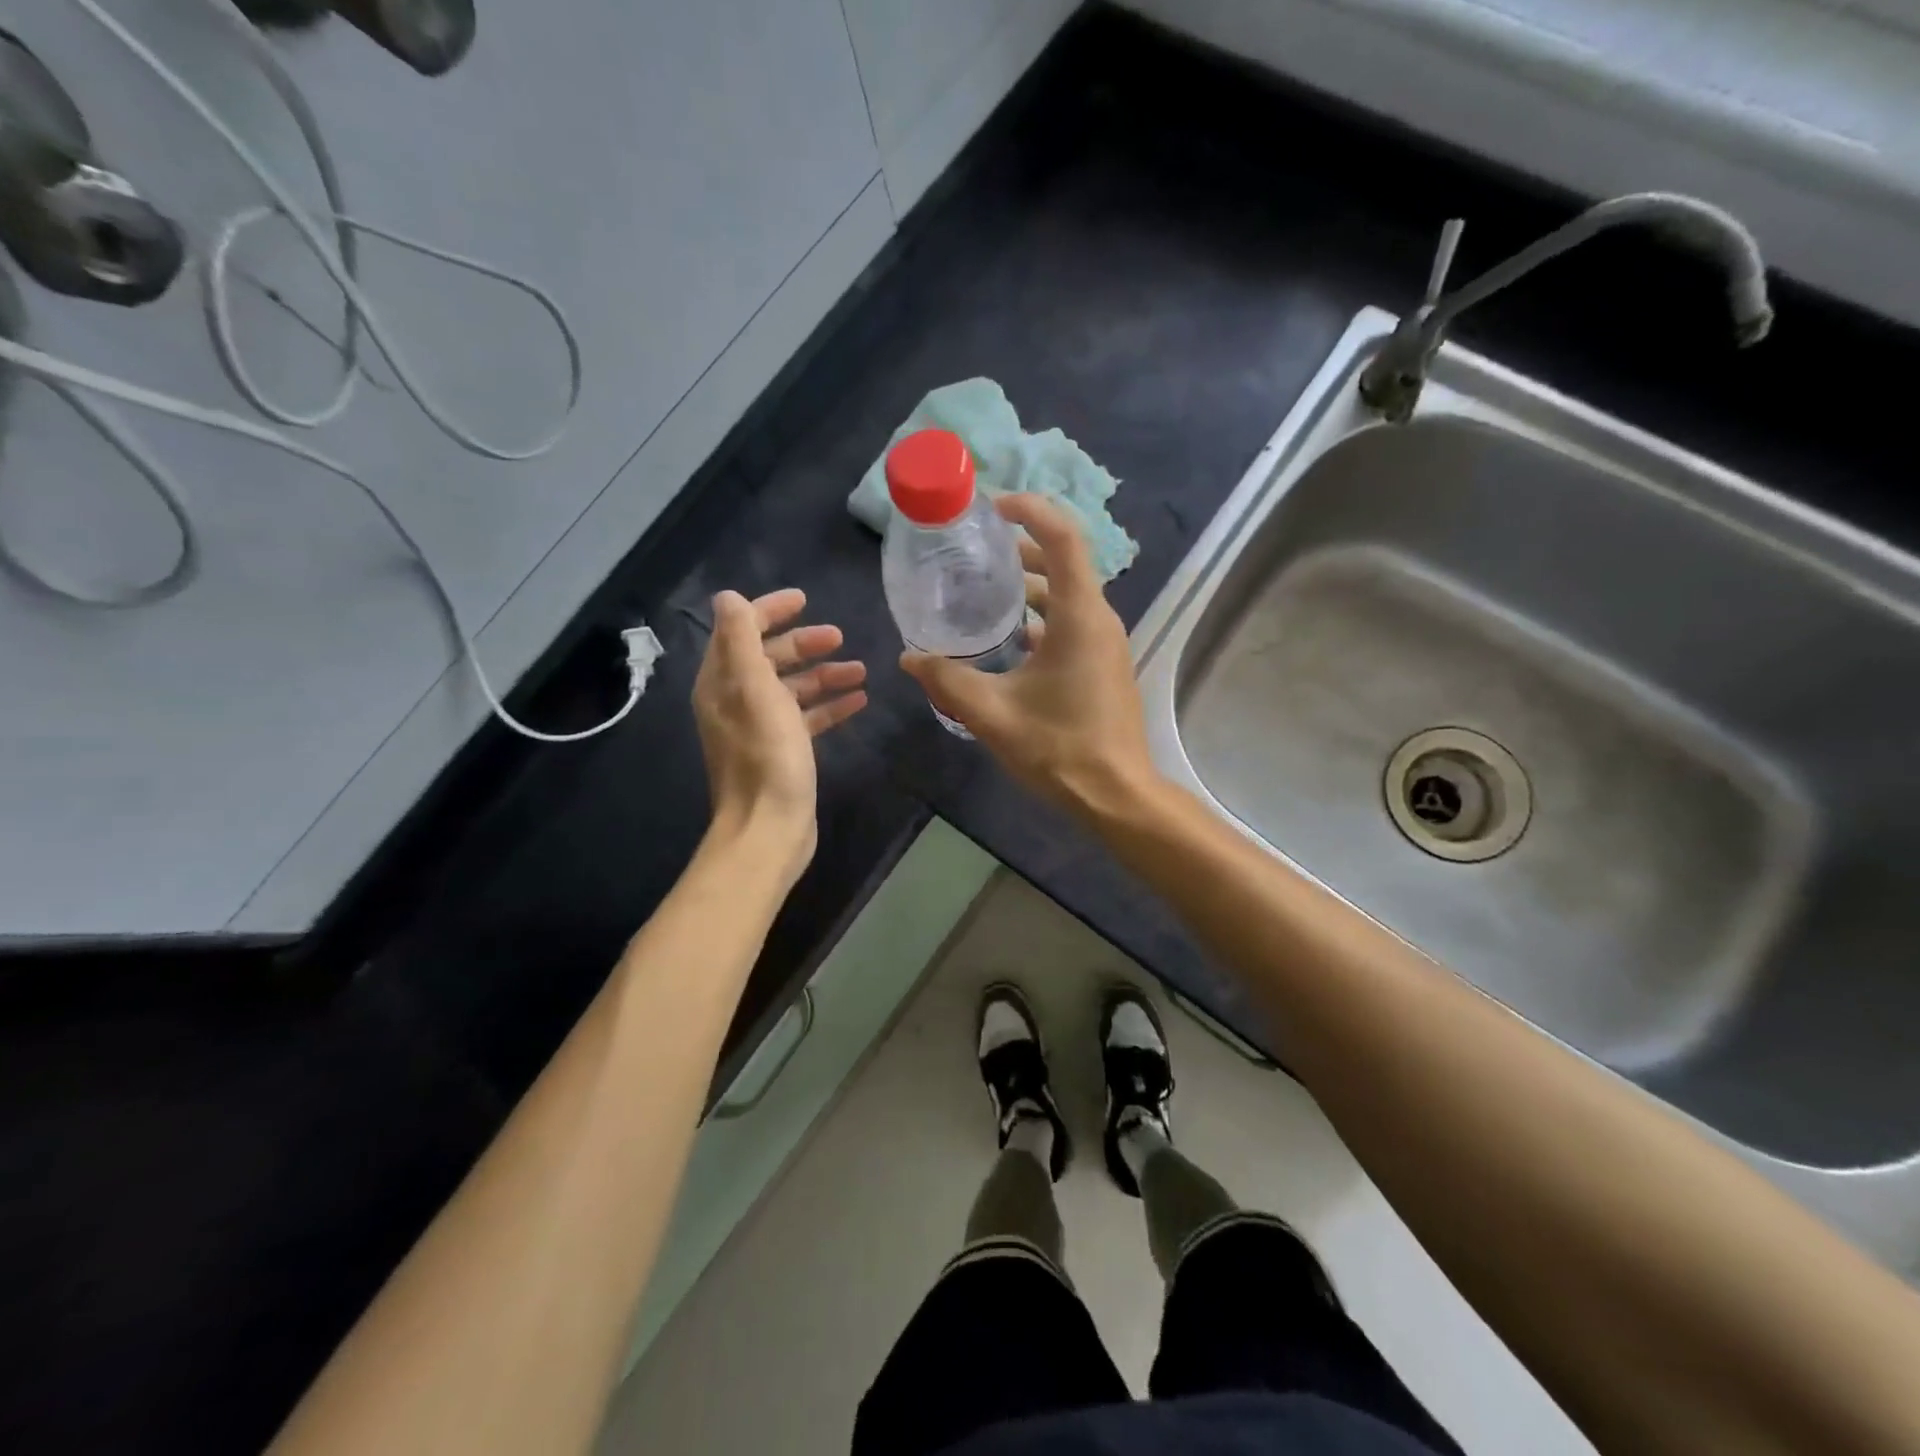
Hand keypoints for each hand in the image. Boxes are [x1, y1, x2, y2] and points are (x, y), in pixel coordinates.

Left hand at [693, 588, 867, 879]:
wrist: (769, 828)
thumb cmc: (766, 757)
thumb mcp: (754, 690)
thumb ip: (742, 640)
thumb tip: (728, 596)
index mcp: (722, 683)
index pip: (741, 631)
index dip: (770, 611)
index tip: (805, 600)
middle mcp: (736, 700)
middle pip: (770, 658)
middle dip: (804, 644)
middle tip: (839, 637)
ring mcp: (760, 727)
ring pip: (793, 688)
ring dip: (824, 675)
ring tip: (860, 670)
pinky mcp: (783, 751)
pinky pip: (807, 717)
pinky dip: (829, 706)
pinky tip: (859, 702)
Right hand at [900, 495, 1157, 820]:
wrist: (1116, 795)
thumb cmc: (1059, 748)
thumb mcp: (992, 713)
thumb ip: (947, 681)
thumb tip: (909, 658)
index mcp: (1079, 617)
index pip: (1063, 538)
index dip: (1030, 510)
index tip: (992, 506)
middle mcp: (1099, 620)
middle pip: (1063, 562)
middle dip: (1020, 548)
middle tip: (975, 550)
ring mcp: (1105, 643)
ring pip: (1067, 595)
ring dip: (1029, 586)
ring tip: (983, 592)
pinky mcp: (1103, 665)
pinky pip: (1071, 623)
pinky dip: (1040, 618)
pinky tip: (1007, 642)